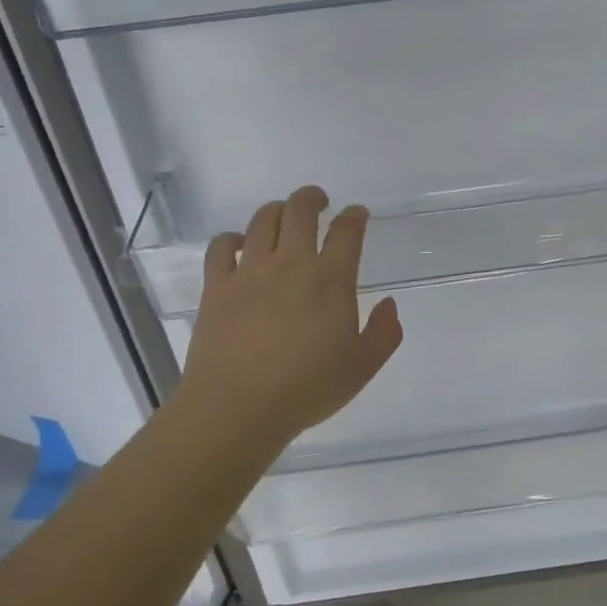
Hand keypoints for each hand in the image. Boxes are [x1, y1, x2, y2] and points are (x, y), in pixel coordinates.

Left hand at [175, 185, 402, 448]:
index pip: (347, 231)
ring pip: (263, 220)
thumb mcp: (361, 368)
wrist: (238, 408)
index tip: (357, 214)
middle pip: (301, 210)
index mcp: (330, 280)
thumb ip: (384, 334)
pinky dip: (232, 238)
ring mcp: (250, 271)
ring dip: (277, 210)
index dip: (355, 216)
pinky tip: (239, 245)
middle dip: (313, 198)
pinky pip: (221, 246)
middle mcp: (291, 264)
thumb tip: (390, 305)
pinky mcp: (216, 286)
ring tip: (283, 216)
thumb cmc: (306, 389)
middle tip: (320, 202)